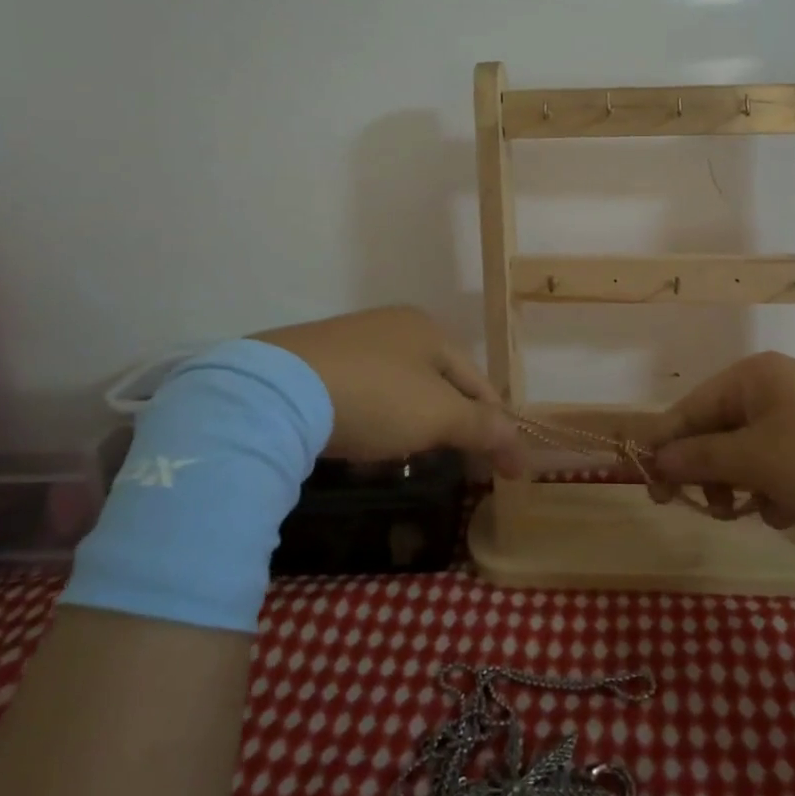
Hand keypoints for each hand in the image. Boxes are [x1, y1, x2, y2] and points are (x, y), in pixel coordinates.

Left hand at [256, 306, 524, 474]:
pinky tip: (364, 451)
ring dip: (412, 429)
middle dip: (453, 427)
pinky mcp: (313, 365)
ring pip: (399, 393)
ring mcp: (349, 343)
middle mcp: (392, 327)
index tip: (508, 468)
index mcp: (429, 330)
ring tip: (411, 463)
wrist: (276, 392)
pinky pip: (361, 398)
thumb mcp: (439, 415)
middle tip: (462, 466)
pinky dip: (374, 425)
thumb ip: (482, 427)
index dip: (498, 426)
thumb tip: (518, 444)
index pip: (479, 382)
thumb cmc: (376, 397)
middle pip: (439, 385)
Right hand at [643, 352, 794, 539]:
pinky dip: (779, 490)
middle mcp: (773, 388)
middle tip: (715, 510)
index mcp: (751, 377)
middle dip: (713, 474)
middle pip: (718, 433)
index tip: (651, 491)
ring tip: (763, 510)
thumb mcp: (756, 460)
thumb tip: (655, 458)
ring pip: (749, 455)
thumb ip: (699, 458)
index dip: (666, 448)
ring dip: (747, 487)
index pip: (689, 409)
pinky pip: (780, 466)